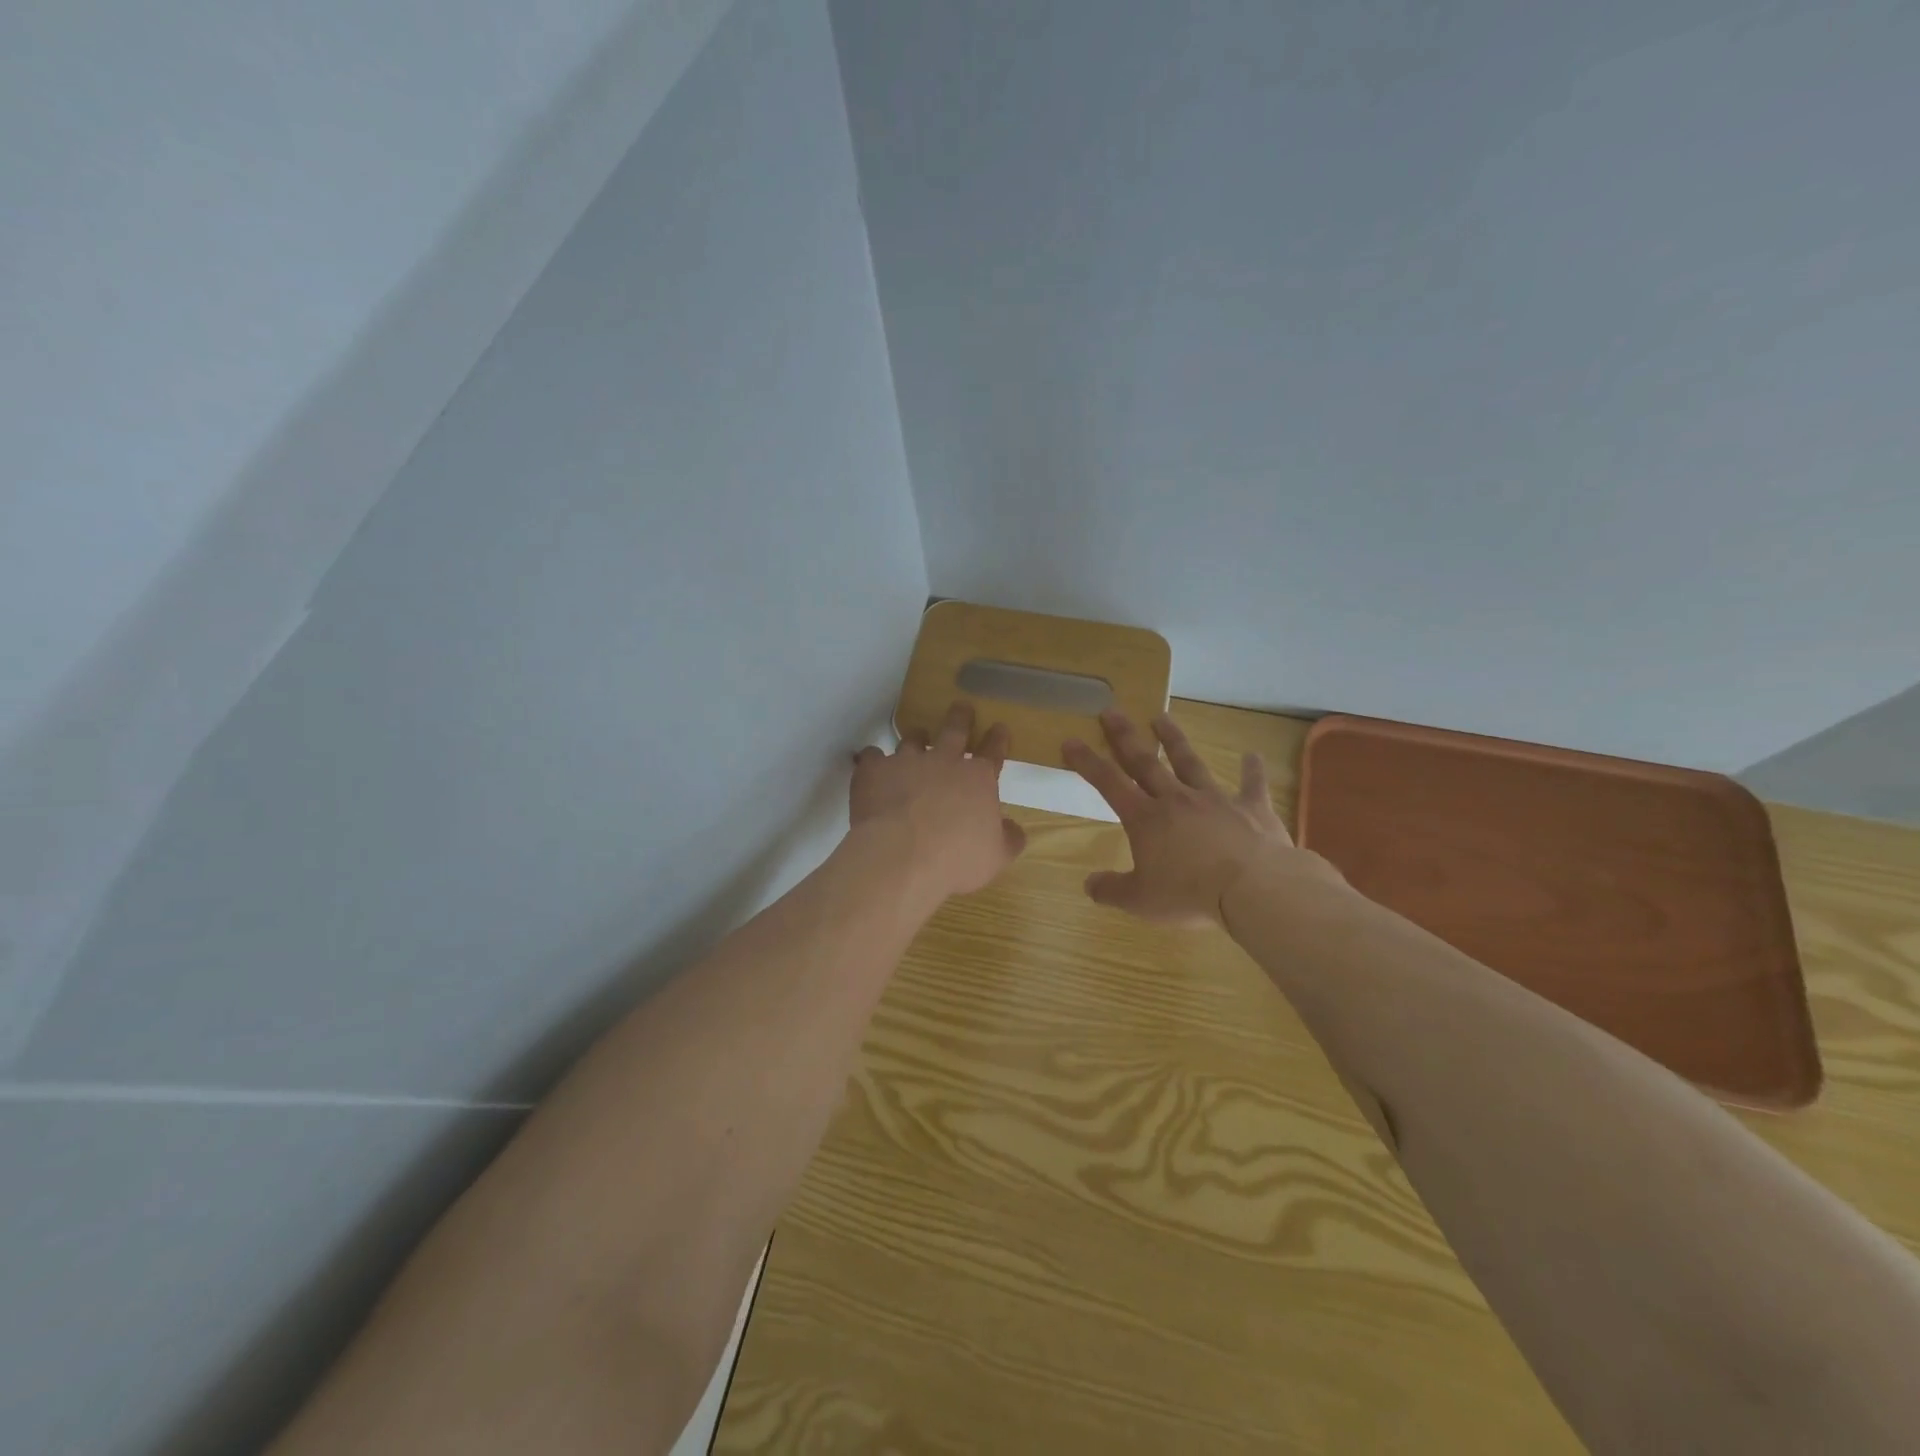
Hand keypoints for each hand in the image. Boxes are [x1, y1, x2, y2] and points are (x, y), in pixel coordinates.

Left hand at [851, 702, 1027, 898]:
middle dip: (960, 718)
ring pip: (912, 739)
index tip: (999, 727)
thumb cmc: (956, 859)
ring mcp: (906, 762)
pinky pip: (872, 756)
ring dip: (916, 737)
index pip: (993, 752)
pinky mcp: (874, 771)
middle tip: (961, 707)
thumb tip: (1014, 829)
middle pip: (954, 730)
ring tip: (917, 736)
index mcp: (977, 779)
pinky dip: (873, 759)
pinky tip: (870, 763)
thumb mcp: (996, 856)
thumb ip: (1008, 839)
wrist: (901, 856)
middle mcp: (943, 761)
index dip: (998, 739)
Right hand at [1063, 709, 1326, 925]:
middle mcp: (1176, 799)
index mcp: (1145, 819)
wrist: (1253, 888)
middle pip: (1145, 762)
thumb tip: (1088, 885)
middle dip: (1125, 736)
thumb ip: (1112, 891)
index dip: (1087, 762)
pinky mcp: (1251, 808)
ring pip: (1190, 763)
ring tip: (1161, 716)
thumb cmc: (1190, 894)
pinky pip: (1252, 785)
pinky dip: (1252, 770)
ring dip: (1174, 739)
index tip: (1071, 740)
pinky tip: (1253, 755)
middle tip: (1112, 711)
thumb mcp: (1141, 901)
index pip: (1108, 783)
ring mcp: (1215, 799)